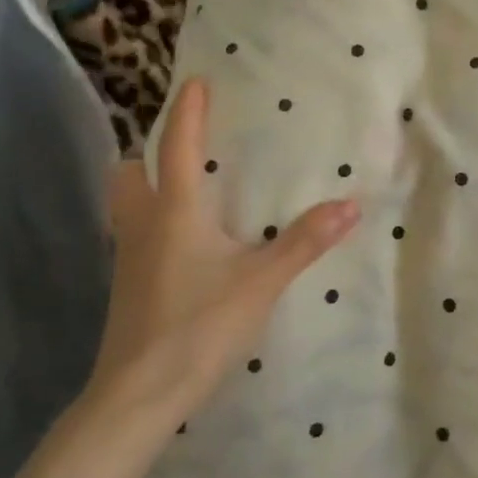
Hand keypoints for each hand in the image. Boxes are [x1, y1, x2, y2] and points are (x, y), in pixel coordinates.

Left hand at [88, 77, 359, 421]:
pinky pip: (135, 236)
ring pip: (126, 206)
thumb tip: (351, 203)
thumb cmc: (199, 326)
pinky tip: (185, 245)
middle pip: (129, 174)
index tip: (196, 82)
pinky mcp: (128, 287)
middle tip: (186, 148)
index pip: (177, 148)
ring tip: (187, 191)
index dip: (187, 112)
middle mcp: (143, 227)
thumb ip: (305, 241)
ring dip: (147, 187)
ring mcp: (128, 259)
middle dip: (150, 152)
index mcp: (175, 213)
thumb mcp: (262, 281)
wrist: (138, 395)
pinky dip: (154, 222)